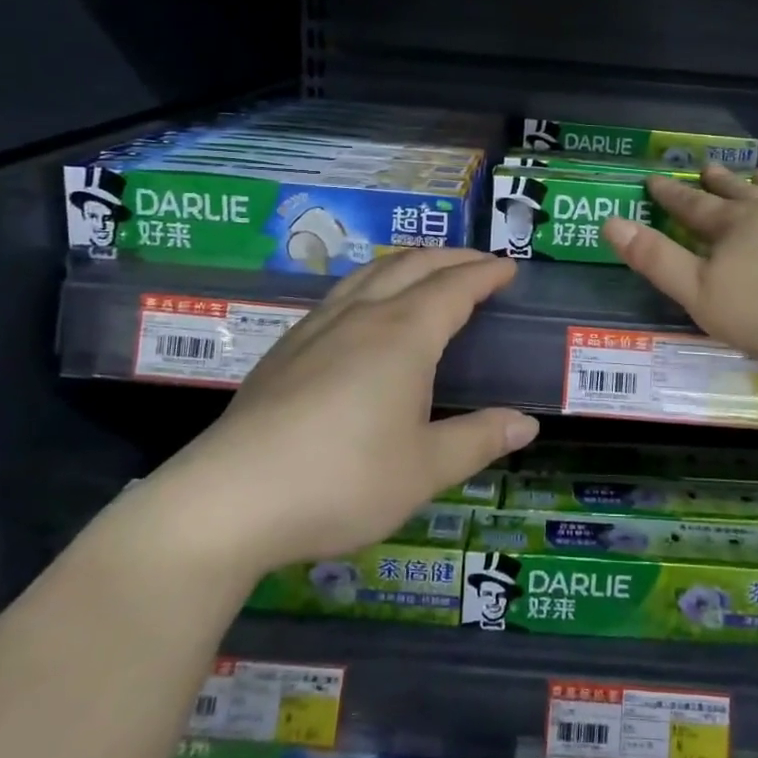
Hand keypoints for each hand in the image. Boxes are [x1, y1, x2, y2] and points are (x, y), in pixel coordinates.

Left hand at [132, 250, 537, 576]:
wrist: (229, 499)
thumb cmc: (342, 480)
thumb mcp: (424, 469)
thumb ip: (479, 440)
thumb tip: (528, 423)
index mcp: (403, 335)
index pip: (454, 287)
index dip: (485, 273)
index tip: (509, 268)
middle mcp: (362, 316)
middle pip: (412, 265)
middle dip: (451, 257)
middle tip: (479, 264)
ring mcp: (317, 328)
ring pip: (370, 272)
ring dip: (408, 262)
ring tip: (427, 271)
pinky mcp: (285, 349)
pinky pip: (341, 293)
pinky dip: (371, 282)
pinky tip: (364, 310)